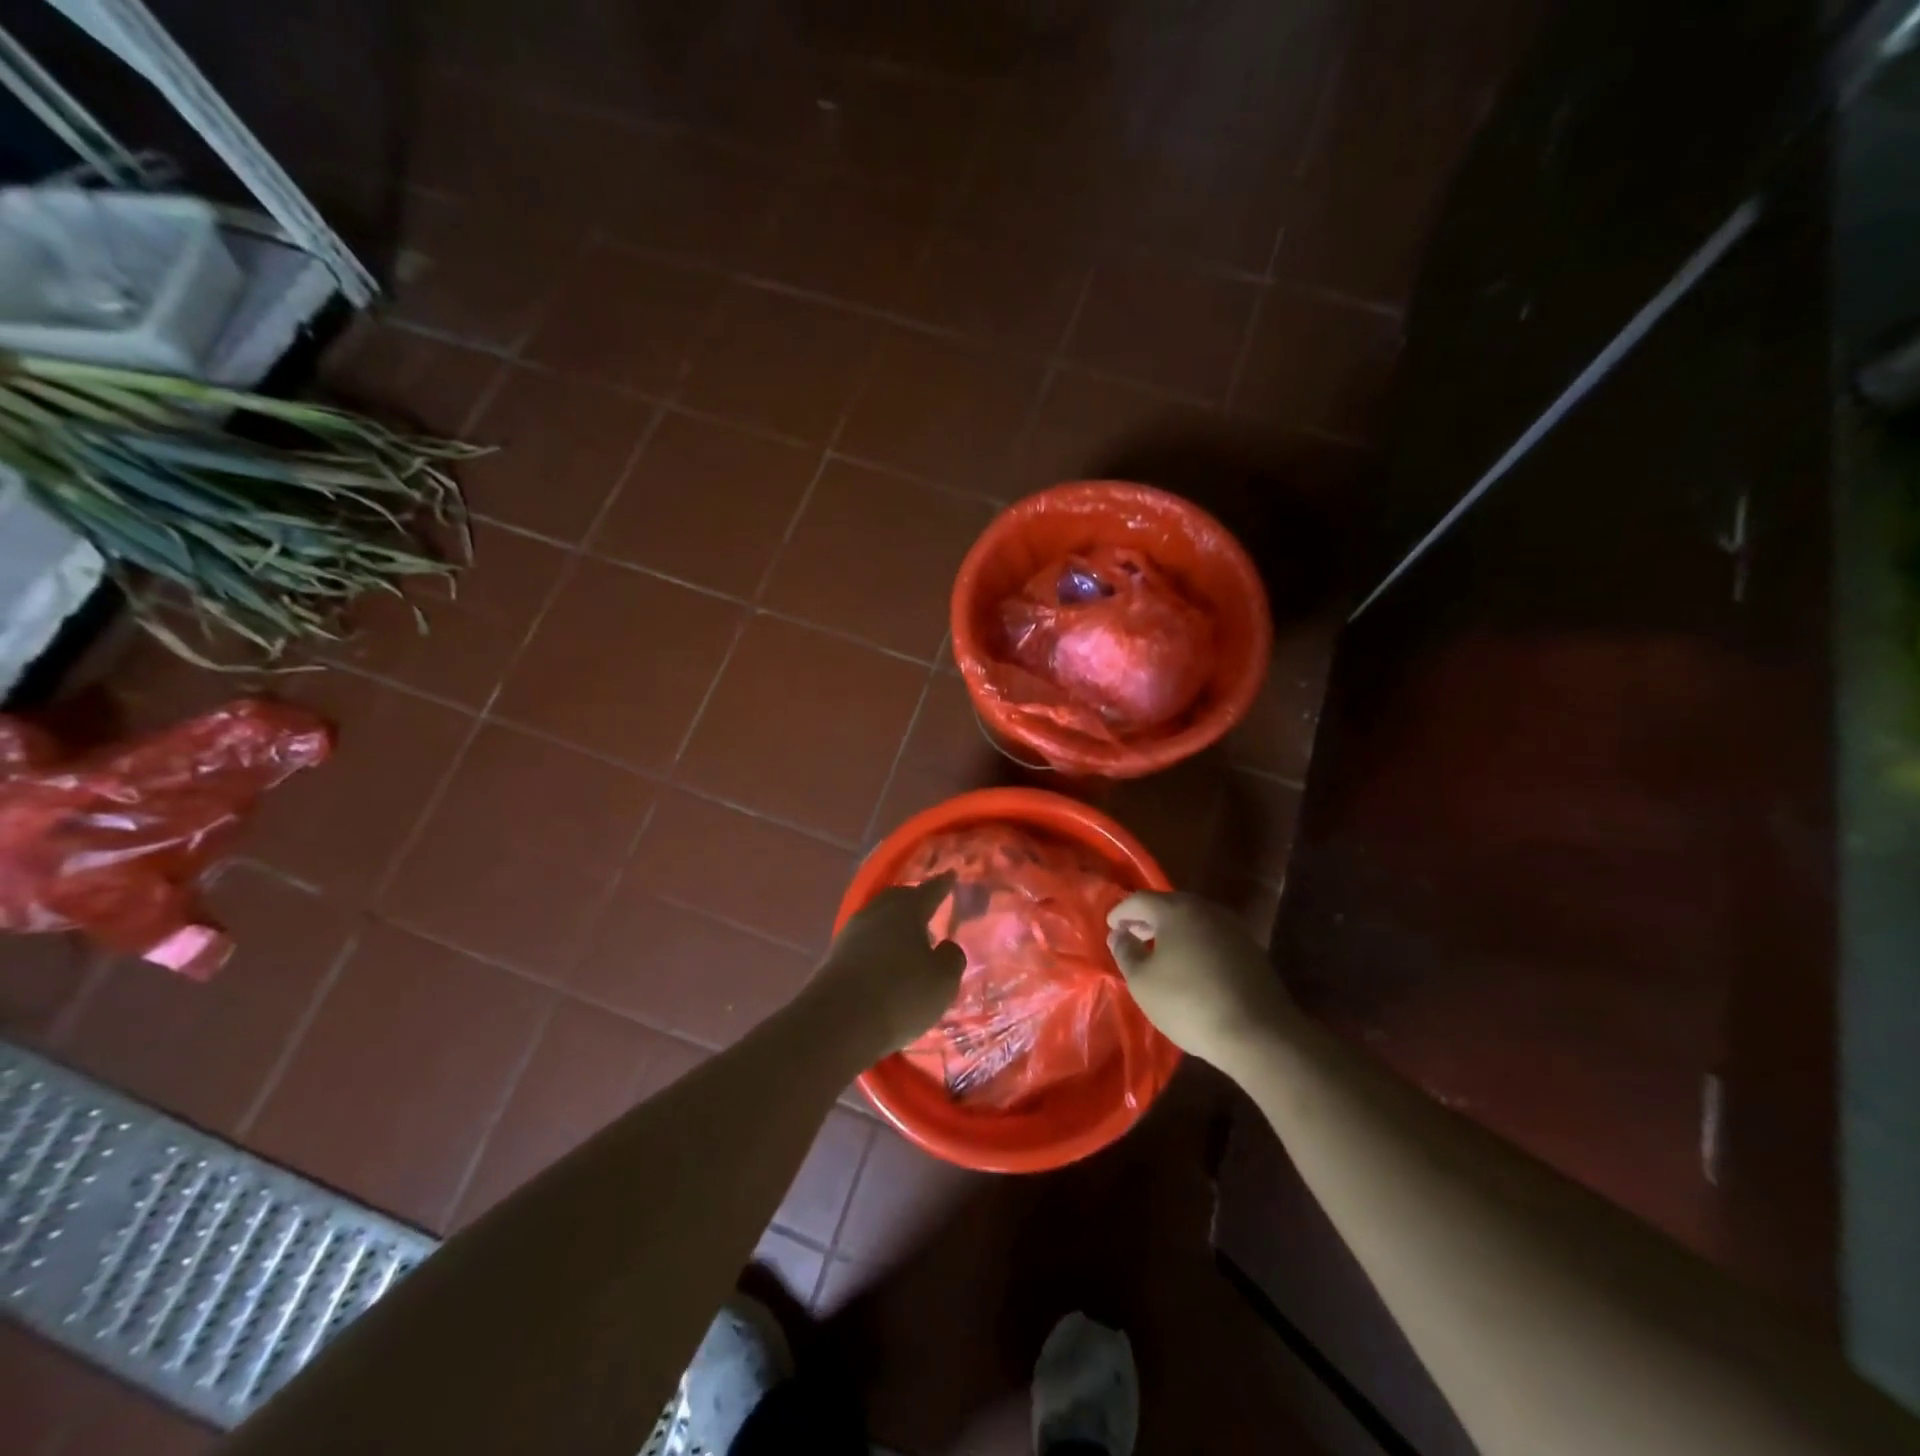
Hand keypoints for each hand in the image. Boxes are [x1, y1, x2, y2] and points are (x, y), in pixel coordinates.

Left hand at [809, 874, 965, 1058]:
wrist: (836, 1024)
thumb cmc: (900, 996)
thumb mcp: (942, 982)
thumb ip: (952, 959)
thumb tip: (946, 947)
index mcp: (906, 910)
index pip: (929, 890)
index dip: (943, 884)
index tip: (950, 874)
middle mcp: (876, 912)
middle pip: (898, 898)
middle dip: (914, 900)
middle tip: (928, 905)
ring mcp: (850, 933)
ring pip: (878, 918)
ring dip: (893, 924)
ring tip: (908, 936)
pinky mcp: (833, 957)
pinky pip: (864, 941)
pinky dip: (878, 945)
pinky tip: (884, 960)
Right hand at [1106, 891, 1295, 1063]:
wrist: (1259, 1033)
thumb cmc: (1189, 1003)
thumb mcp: (1143, 982)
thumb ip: (1126, 952)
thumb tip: (1119, 934)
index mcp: (1177, 910)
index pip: (1140, 900)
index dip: (1121, 912)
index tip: (1110, 926)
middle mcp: (1206, 910)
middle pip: (1169, 905)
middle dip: (1147, 918)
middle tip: (1131, 935)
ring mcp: (1232, 928)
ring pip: (1193, 920)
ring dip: (1172, 931)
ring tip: (1158, 951)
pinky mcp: (1250, 949)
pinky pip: (1211, 936)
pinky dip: (1194, 943)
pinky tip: (1188, 964)